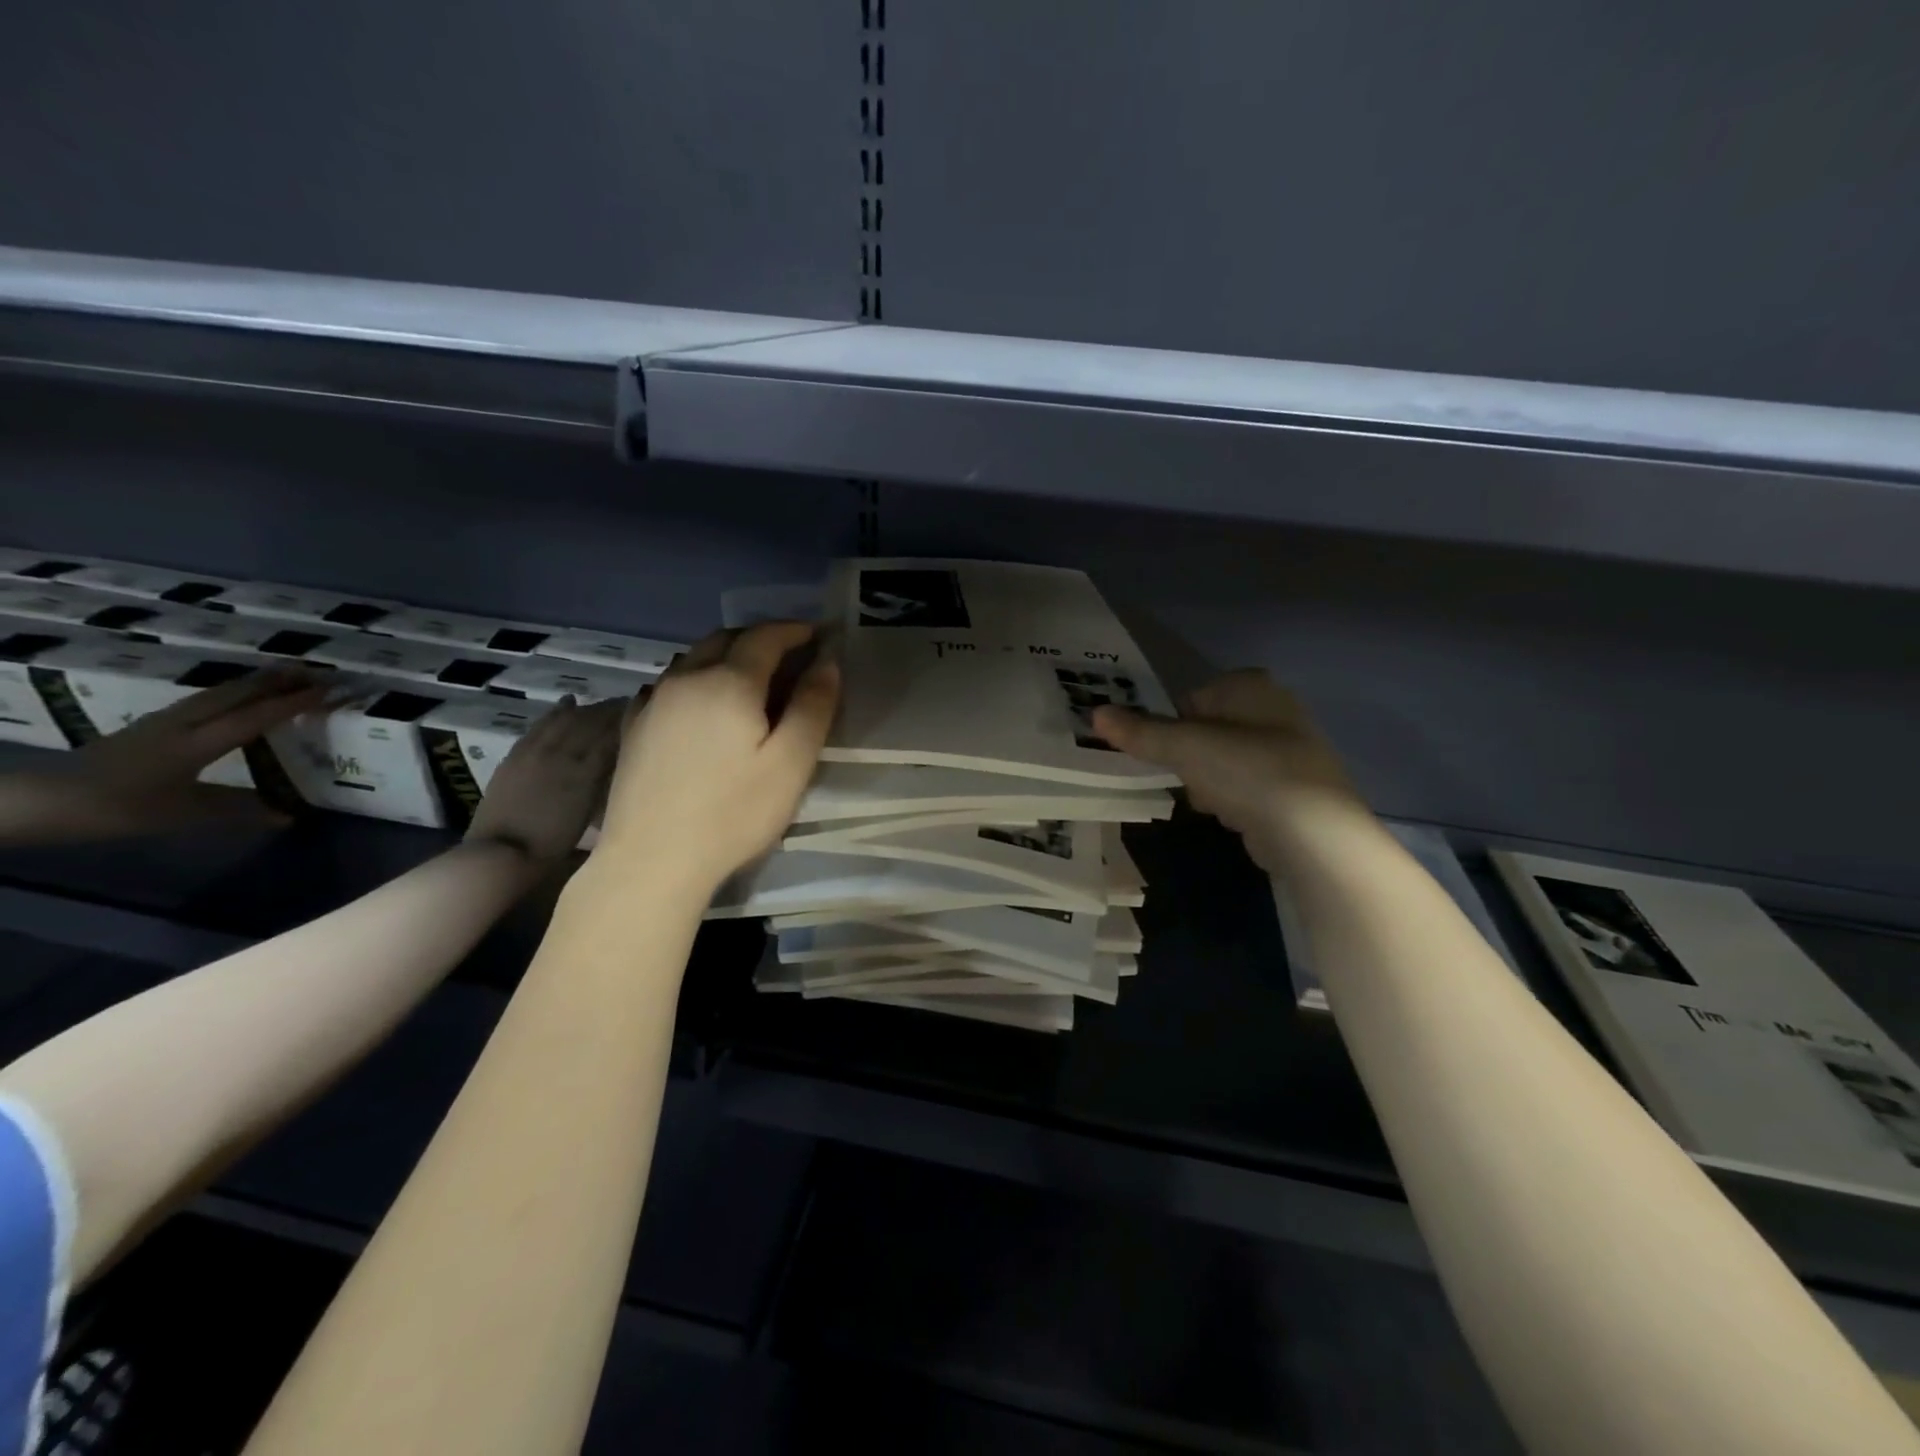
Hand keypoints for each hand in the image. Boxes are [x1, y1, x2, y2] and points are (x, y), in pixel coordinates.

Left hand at [48, 667, 328, 836]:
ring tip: (289, 675)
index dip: (294, 703)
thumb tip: (289, 816)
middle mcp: (183, 722)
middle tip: (319, 672)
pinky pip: (205, 698)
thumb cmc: (118, 808)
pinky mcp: (154, 723)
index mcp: (196, 743)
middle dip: (279, 679)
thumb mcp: (183, 815)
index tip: (330, 691)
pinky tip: (243, 694)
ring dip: (258, 681)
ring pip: (220, 691)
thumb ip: (238, 811)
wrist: (45, 800)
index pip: (255, 716)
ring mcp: (165, 719)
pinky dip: (235, 690)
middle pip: (237, 692)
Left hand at [465, 698, 622, 861]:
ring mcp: (537, 752)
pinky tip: (568, 702)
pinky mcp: (517, 755)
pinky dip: (557, 712)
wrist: (502, 853)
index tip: (644, 713)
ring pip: (566, 720)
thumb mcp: (590, 815)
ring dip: (587, 709)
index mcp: (586, 771)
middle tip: (629, 704)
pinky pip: (541, 725)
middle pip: (591, 723)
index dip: (628, 722)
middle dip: (611, 711)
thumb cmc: (553, 843)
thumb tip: (621, 761)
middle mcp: (563, 754)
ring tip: (603, 704)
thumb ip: (605, 783)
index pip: (611, 736)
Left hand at [593, 622, 838, 894]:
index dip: (794, 631)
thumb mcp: (791, 763)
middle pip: (725, 639)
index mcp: (729, 682)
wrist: (652, 860)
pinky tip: (701, 704)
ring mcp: (653, 701)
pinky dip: (696, 679)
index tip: (818, 635)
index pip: (765, 637)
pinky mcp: (634, 727)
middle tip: (789, 654)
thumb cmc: (733, 813)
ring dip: (726, 656)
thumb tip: (826, 662)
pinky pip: (669, 684)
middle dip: (760, 638)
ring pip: (694, 659)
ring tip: (749, 678)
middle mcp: (686, 678)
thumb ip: (812, 707)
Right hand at [1093, 670, 1370, 874]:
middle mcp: (1273, 709)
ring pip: (1222, 759)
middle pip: (1205, 729)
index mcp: (1250, 686)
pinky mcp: (1291, 788)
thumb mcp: (1184, 747)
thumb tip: (1095, 713)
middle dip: (1186, 755)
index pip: (1191, 697)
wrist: (1313, 831)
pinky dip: (1230, 798)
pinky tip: (1227, 815)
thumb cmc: (1246, 771)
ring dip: (1204, 780)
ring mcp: (1287, 749)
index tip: (1156, 751)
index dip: (1169, 724)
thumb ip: (1140, 731)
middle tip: (1179, 776)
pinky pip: (1243, 785)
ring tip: (1205, 799)